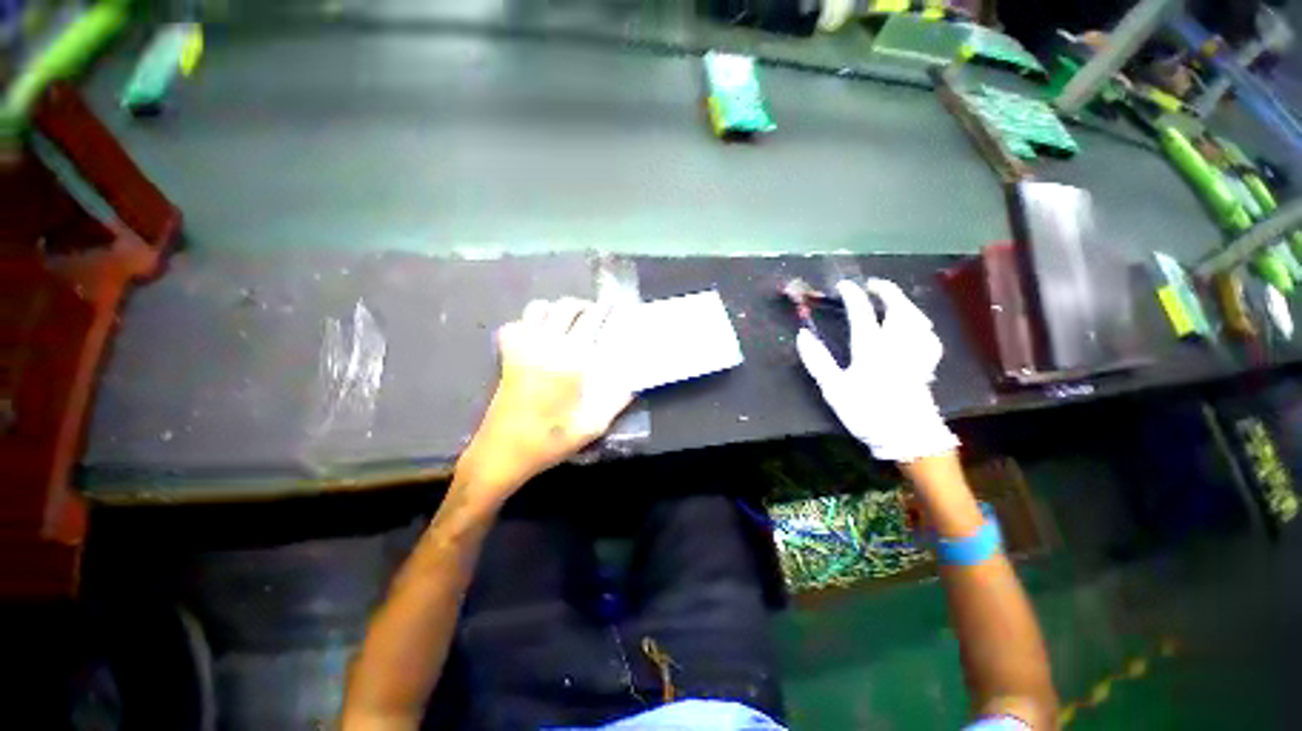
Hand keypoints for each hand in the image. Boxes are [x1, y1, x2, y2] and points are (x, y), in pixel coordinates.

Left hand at [457, 298, 633, 499]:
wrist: (503, 452)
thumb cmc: (550, 441)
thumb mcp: (593, 426)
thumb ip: (616, 400)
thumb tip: (633, 381)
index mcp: (572, 360)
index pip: (592, 320)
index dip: (605, 309)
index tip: (614, 309)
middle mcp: (547, 345)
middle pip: (567, 306)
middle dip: (584, 305)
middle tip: (595, 315)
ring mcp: (523, 348)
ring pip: (539, 308)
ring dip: (557, 309)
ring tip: (568, 322)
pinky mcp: (507, 356)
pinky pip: (515, 325)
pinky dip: (528, 324)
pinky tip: (538, 337)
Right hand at [796, 279, 957, 462]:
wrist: (907, 437)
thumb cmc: (866, 412)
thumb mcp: (833, 388)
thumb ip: (818, 360)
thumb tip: (803, 334)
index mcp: (871, 348)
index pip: (862, 312)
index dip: (852, 295)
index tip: (843, 286)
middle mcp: (896, 344)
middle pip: (898, 308)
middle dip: (886, 291)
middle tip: (873, 284)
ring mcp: (915, 353)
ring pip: (917, 318)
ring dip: (906, 303)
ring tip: (894, 300)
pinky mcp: (926, 365)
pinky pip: (929, 336)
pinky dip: (921, 325)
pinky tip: (917, 327)